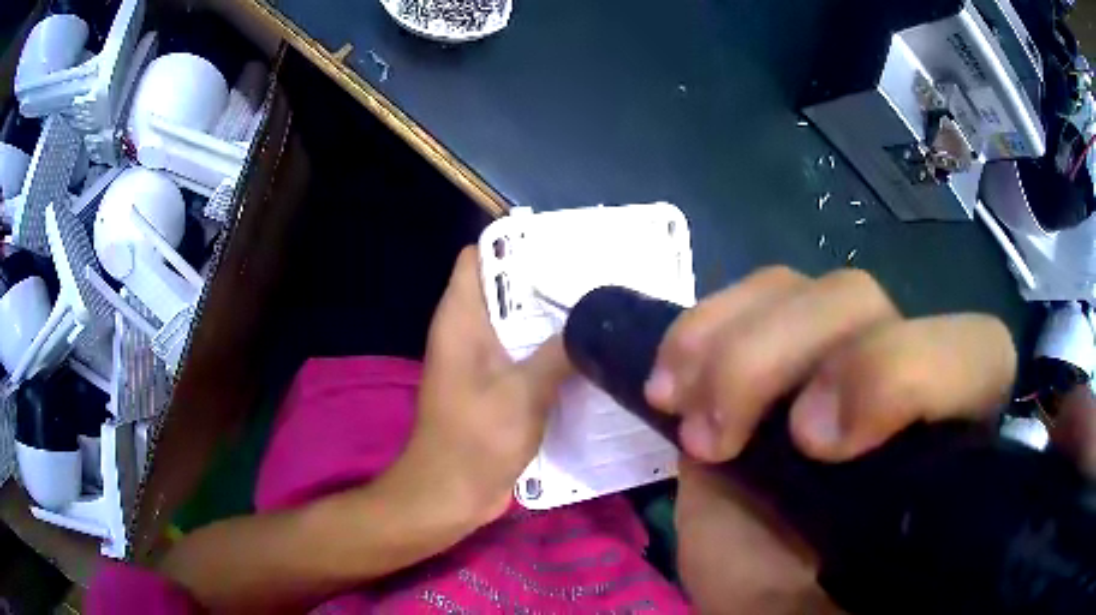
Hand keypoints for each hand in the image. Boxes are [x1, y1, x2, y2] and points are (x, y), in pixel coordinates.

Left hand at [407, 246, 572, 522]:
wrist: (451, 494)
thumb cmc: (476, 439)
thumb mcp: (523, 392)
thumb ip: (559, 351)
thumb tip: (594, 319)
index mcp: (461, 319)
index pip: (478, 257)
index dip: (514, 243)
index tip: (562, 240)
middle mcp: (468, 332)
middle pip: (504, 289)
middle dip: (545, 279)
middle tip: (597, 272)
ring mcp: (482, 361)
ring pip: (518, 323)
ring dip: (552, 317)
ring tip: (600, 305)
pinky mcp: (496, 387)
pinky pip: (524, 355)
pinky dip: (550, 349)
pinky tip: (588, 351)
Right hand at [644, 267, 1016, 612]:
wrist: (760, 587)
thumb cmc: (810, 605)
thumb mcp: (849, 600)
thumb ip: (889, 559)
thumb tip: (885, 530)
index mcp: (948, 435)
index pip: (974, 352)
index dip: (907, 372)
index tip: (822, 448)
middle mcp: (901, 374)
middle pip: (865, 300)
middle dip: (789, 358)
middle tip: (727, 440)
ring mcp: (834, 353)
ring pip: (801, 289)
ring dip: (733, 353)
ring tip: (692, 425)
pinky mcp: (772, 350)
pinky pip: (749, 297)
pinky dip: (701, 329)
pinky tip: (669, 384)